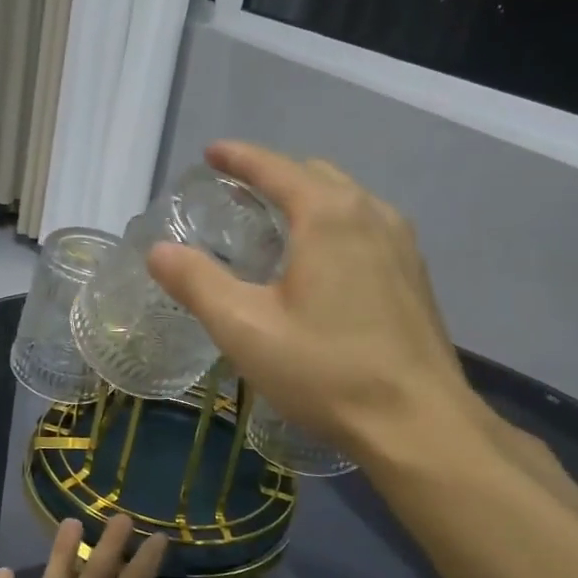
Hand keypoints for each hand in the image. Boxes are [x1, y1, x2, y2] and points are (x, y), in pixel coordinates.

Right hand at [148, 140, 482, 456]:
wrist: (418, 424)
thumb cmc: (325, 370)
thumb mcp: (244, 327)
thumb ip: (197, 282)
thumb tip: (159, 251)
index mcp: (329, 216)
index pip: (276, 168)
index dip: (240, 157)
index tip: (212, 153)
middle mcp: (371, 215)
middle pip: (315, 176)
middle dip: (274, 175)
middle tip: (237, 194)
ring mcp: (401, 244)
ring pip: (346, 201)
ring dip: (307, 199)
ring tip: (274, 224)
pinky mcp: (414, 276)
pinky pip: (366, 228)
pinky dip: (333, 225)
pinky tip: (318, 264)